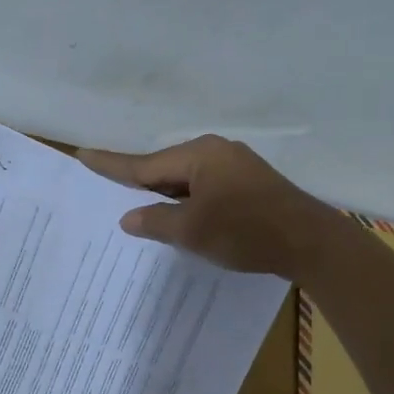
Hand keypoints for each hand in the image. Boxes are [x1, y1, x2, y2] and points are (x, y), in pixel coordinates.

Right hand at [78, 135, 335, 277]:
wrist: (309, 242)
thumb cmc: (245, 231)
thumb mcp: (192, 231)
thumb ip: (156, 221)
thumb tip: (129, 217)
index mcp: (198, 155)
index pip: (144, 164)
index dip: (112, 165)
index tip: (83, 155)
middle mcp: (216, 152)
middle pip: (166, 169)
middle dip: (140, 183)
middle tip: (107, 188)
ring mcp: (235, 166)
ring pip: (186, 180)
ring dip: (165, 195)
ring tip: (140, 208)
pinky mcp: (248, 184)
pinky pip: (204, 187)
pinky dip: (187, 201)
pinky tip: (179, 215)